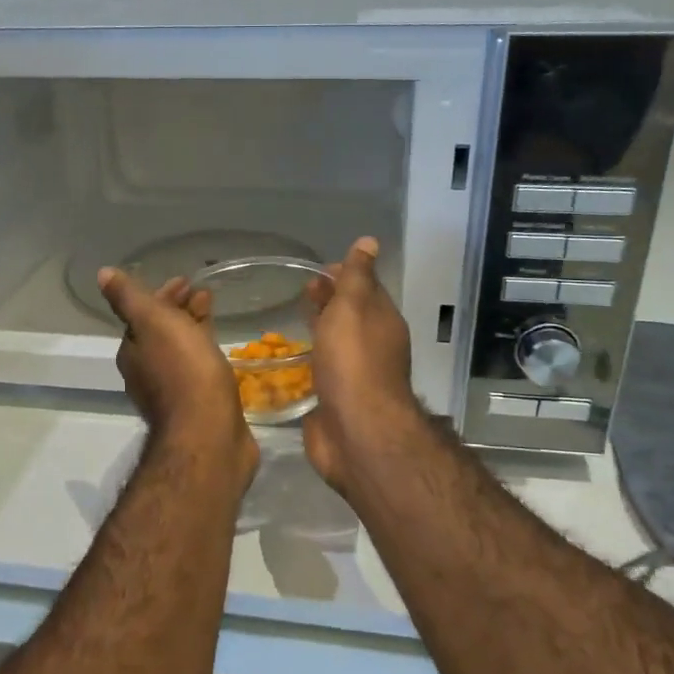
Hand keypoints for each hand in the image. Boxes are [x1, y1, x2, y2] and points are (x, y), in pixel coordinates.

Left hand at [98, 268, 257, 481]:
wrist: (209, 434)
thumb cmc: (183, 372)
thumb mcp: (152, 323)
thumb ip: (128, 299)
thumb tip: (102, 274)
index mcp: (133, 352)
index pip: (144, 315)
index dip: (163, 295)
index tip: (186, 281)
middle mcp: (147, 373)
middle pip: (163, 333)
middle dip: (180, 311)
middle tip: (203, 294)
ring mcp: (173, 393)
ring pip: (182, 351)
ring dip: (194, 329)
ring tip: (216, 314)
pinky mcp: (198, 408)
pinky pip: (199, 371)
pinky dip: (206, 353)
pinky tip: (221, 354)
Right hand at [302, 237, 421, 491]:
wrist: (355, 431)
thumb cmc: (354, 362)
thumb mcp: (354, 308)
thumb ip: (357, 277)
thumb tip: (369, 242)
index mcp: (382, 321)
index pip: (366, 288)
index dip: (345, 274)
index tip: (320, 268)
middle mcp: (373, 346)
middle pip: (351, 315)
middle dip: (331, 299)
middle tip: (303, 289)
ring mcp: (354, 375)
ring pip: (336, 343)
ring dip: (320, 328)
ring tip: (294, 317)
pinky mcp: (335, 400)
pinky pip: (322, 371)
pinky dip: (310, 359)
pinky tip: (290, 358)